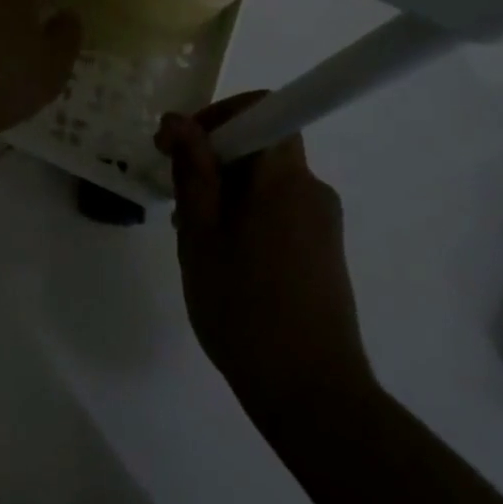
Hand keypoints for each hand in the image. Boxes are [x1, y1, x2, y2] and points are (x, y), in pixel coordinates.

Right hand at [158, 93, 375, 412]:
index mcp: (284, 177)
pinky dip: (247, 216)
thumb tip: (179, 121)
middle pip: (261, 146)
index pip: (264, 108)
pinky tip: (224, 261)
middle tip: (178, 199)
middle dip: (214, 160)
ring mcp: (323, 223)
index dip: (220, 114)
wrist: (311, 395)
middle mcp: (312, 189)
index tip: (183, 144)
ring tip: (196, 239)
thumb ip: (193, 171)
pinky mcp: (324, 253)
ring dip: (227, 192)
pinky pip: (280, 210)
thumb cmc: (245, 308)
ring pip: (266, 182)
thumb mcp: (201, 235)